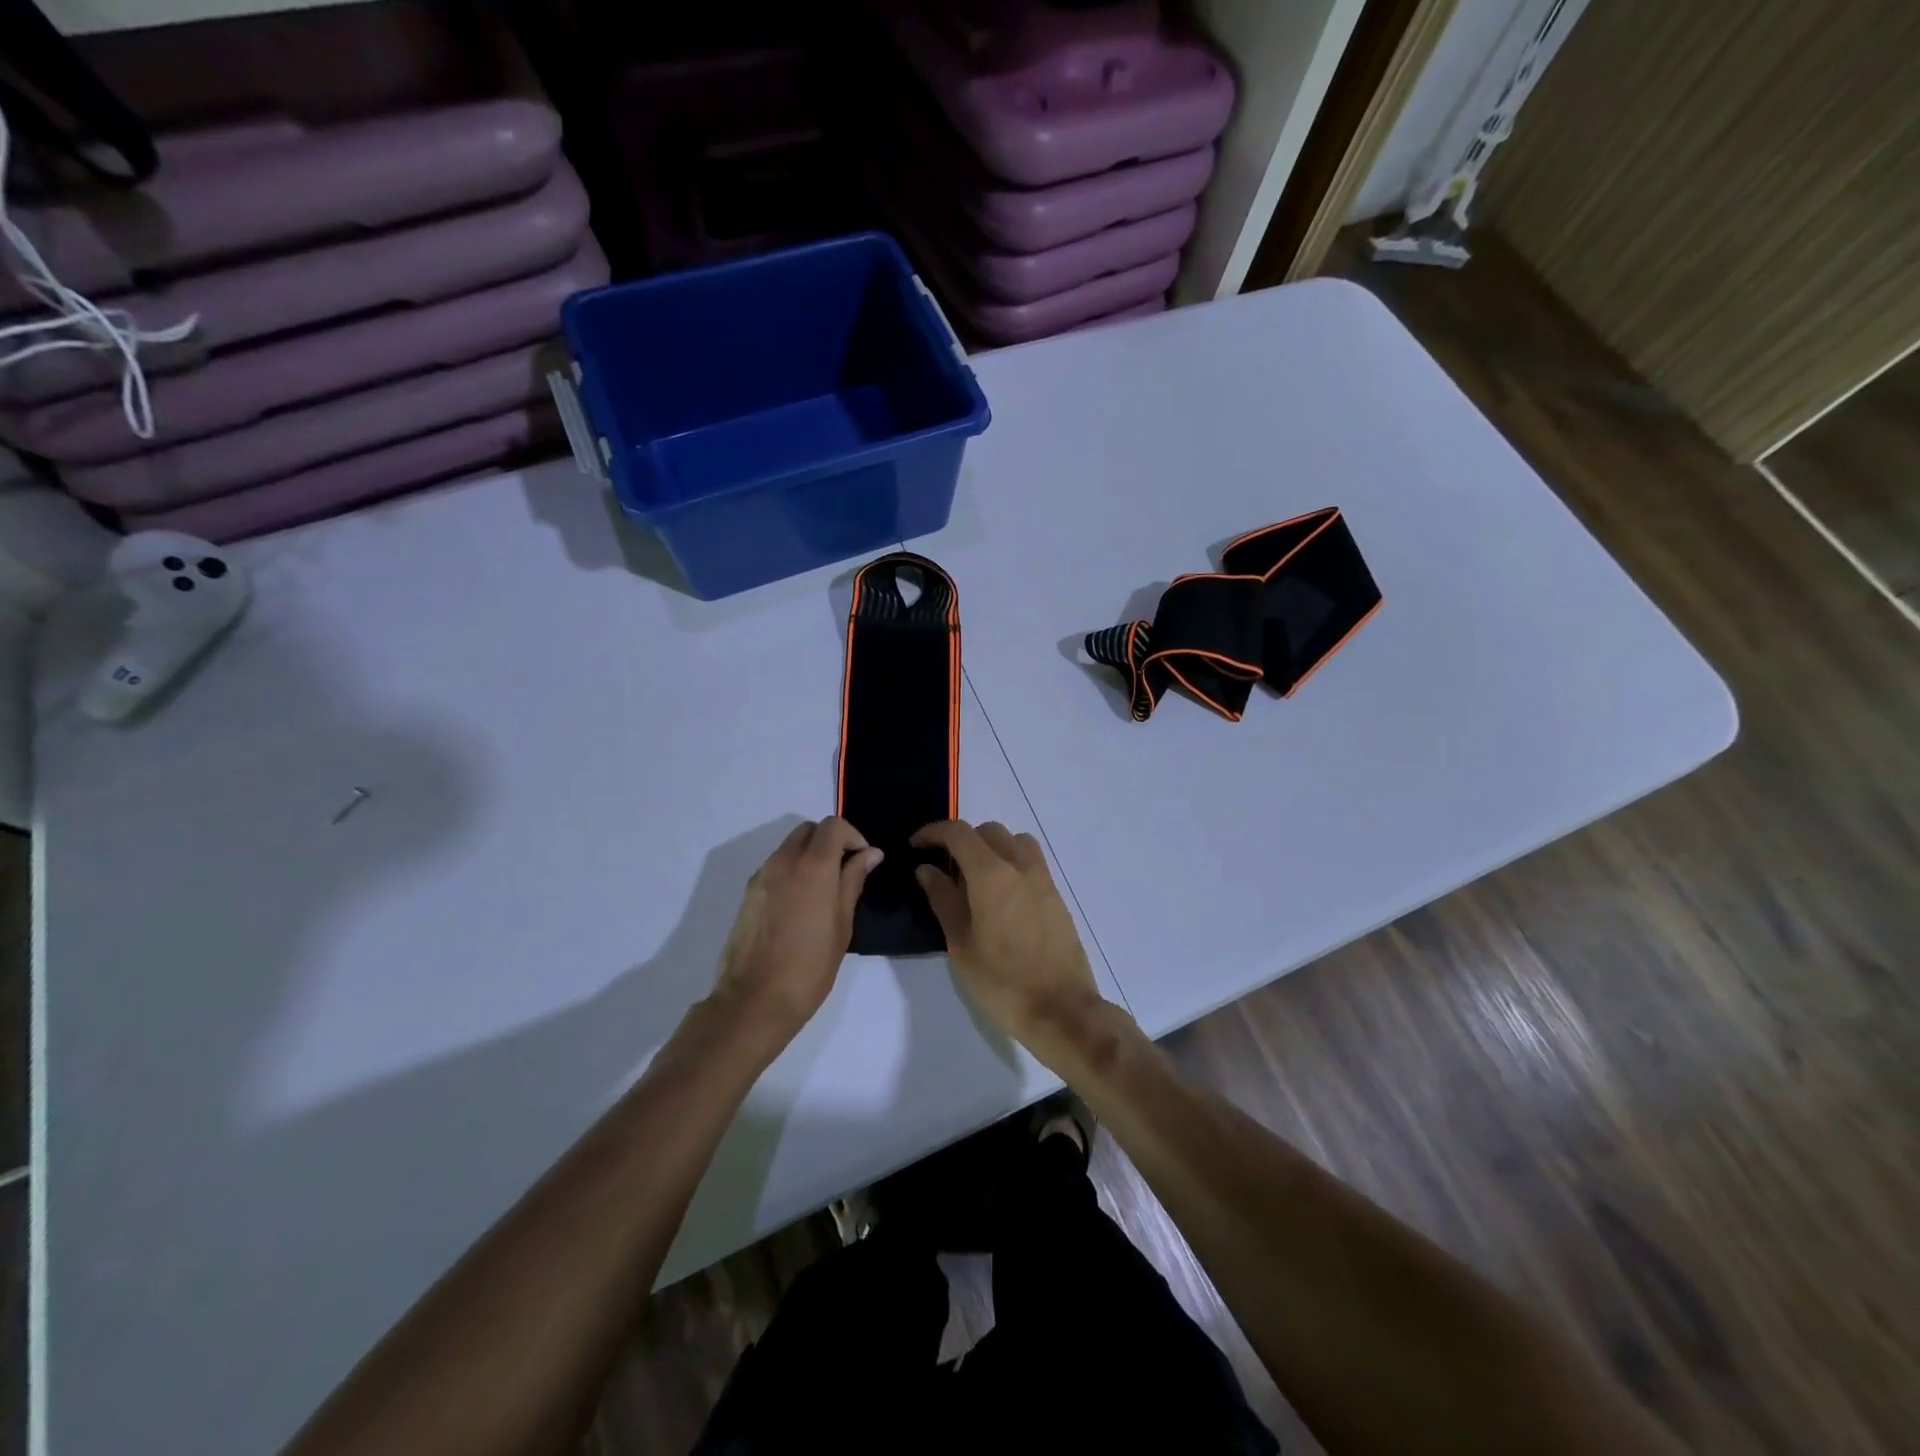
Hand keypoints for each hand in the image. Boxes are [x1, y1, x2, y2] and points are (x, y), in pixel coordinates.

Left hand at [712, 818, 881, 1044]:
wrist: (755, 1000)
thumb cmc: (810, 966)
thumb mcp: (842, 924)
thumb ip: (854, 881)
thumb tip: (870, 854)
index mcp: (813, 866)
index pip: (833, 826)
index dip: (853, 836)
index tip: (863, 861)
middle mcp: (784, 861)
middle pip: (809, 830)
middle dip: (830, 841)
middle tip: (845, 872)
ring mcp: (762, 876)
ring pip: (790, 847)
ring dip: (810, 856)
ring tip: (823, 892)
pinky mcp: (748, 893)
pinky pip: (775, 867)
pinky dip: (792, 871)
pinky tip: (800, 906)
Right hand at [911, 820, 1112, 1068]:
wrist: (1060, 1008)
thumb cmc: (1001, 980)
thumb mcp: (961, 943)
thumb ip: (943, 899)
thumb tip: (927, 869)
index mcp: (992, 874)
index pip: (958, 833)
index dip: (933, 832)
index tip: (916, 845)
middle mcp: (1020, 865)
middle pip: (987, 831)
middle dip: (961, 840)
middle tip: (943, 868)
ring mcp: (1042, 878)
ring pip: (1013, 840)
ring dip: (990, 847)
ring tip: (974, 878)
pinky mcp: (1056, 894)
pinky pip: (1030, 860)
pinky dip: (1010, 861)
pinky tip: (999, 895)